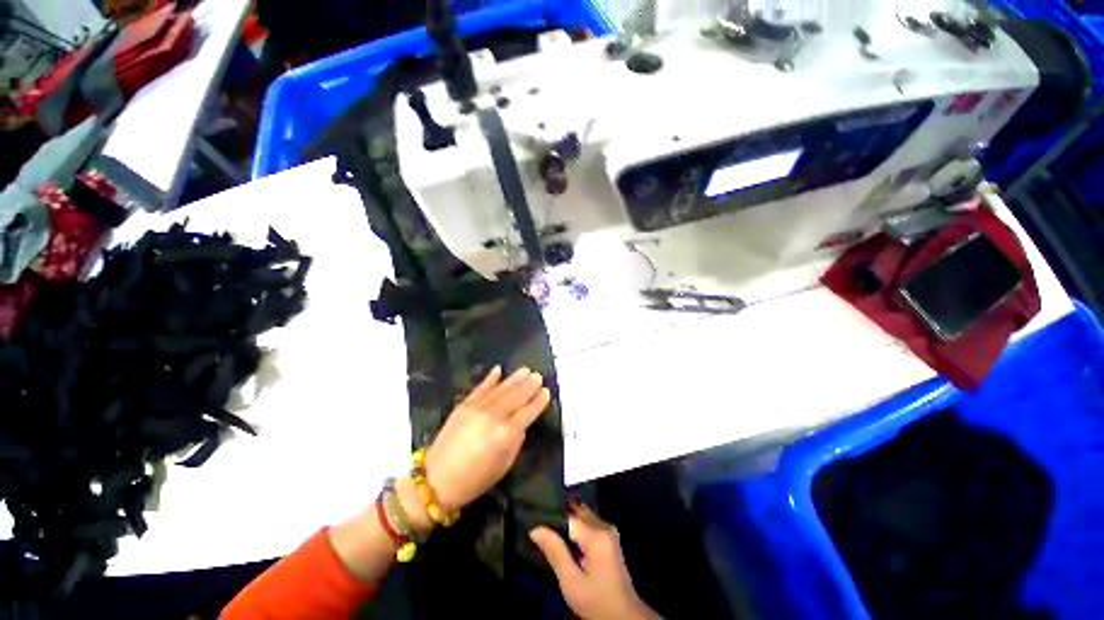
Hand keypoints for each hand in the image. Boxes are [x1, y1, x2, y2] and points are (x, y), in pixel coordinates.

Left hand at [424, 366, 550, 512]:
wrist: (439, 477)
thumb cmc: (476, 479)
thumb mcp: (504, 465)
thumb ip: (515, 442)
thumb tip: (520, 426)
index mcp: (505, 434)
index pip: (526, 413)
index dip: (537, 402)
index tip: (547, 392)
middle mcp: (492, 417)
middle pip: (513, 397)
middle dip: (527, 386)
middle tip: (538, 375)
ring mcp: (475, 409)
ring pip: (498, 390)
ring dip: (512, 379)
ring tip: (525, 370)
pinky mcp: (461, 407)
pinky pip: (479, 389)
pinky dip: (489, 380)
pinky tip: (498, 370)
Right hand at [531, 503, 660, 619]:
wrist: (620, 613)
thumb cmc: (594, 598)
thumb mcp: (570, 578)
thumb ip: (555, 551)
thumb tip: (535, 527)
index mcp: (597, 536)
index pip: (567, 515)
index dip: (546, 517)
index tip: (526, 518)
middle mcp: (605, 529)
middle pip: (576, 513)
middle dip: (554, 515)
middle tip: (529, 521)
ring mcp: (609, 536)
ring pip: (581, 519)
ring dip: (562, 522)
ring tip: (538, 527)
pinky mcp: (607, 544)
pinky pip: (586, 528)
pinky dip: (571, 531)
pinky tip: (555, 538)